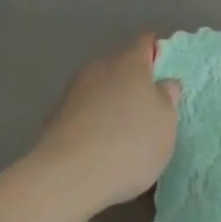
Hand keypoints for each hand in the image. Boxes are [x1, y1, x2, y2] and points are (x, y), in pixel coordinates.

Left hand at [31, 32, 181, 214]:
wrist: (64, 180)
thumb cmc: (128, 144)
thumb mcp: (166, 123)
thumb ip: (168, 98)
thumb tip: (163, 84)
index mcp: (130, 60)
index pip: (147, 41)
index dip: (157, 55)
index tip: (164, 79)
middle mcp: (100, 67)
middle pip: (121, 66)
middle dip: (132, 84)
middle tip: (145, 113)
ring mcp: (72, 92)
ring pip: (99, 91)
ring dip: (109, 106)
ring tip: (119, 139)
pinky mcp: (52, 120)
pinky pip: (81, 115)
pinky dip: (90, 127)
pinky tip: (96, 153)